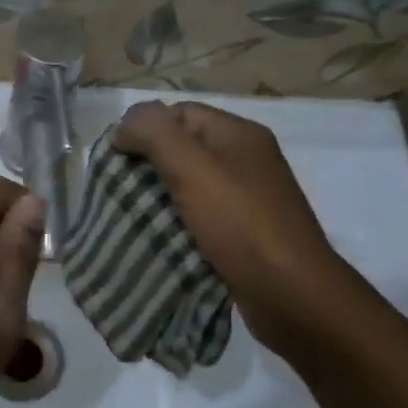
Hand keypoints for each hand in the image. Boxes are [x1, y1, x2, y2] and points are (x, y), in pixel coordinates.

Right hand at [113, 100, 355, 354]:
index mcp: (238, 134)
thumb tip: (124, 125)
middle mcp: (245, 160)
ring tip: (130, 214)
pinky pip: (199, 215)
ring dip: (157, 197)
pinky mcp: (242, 232)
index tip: (117, 160)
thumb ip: (154, 133)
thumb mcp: (192, 167)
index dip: (144, 128)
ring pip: (188, 184)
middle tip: (118, 189)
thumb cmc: (240, 223)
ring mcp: (246, 198)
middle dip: (147, 165)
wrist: (290, 294)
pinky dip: (175, 223)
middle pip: (182, 148)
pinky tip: (156, 237)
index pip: (178, 113)